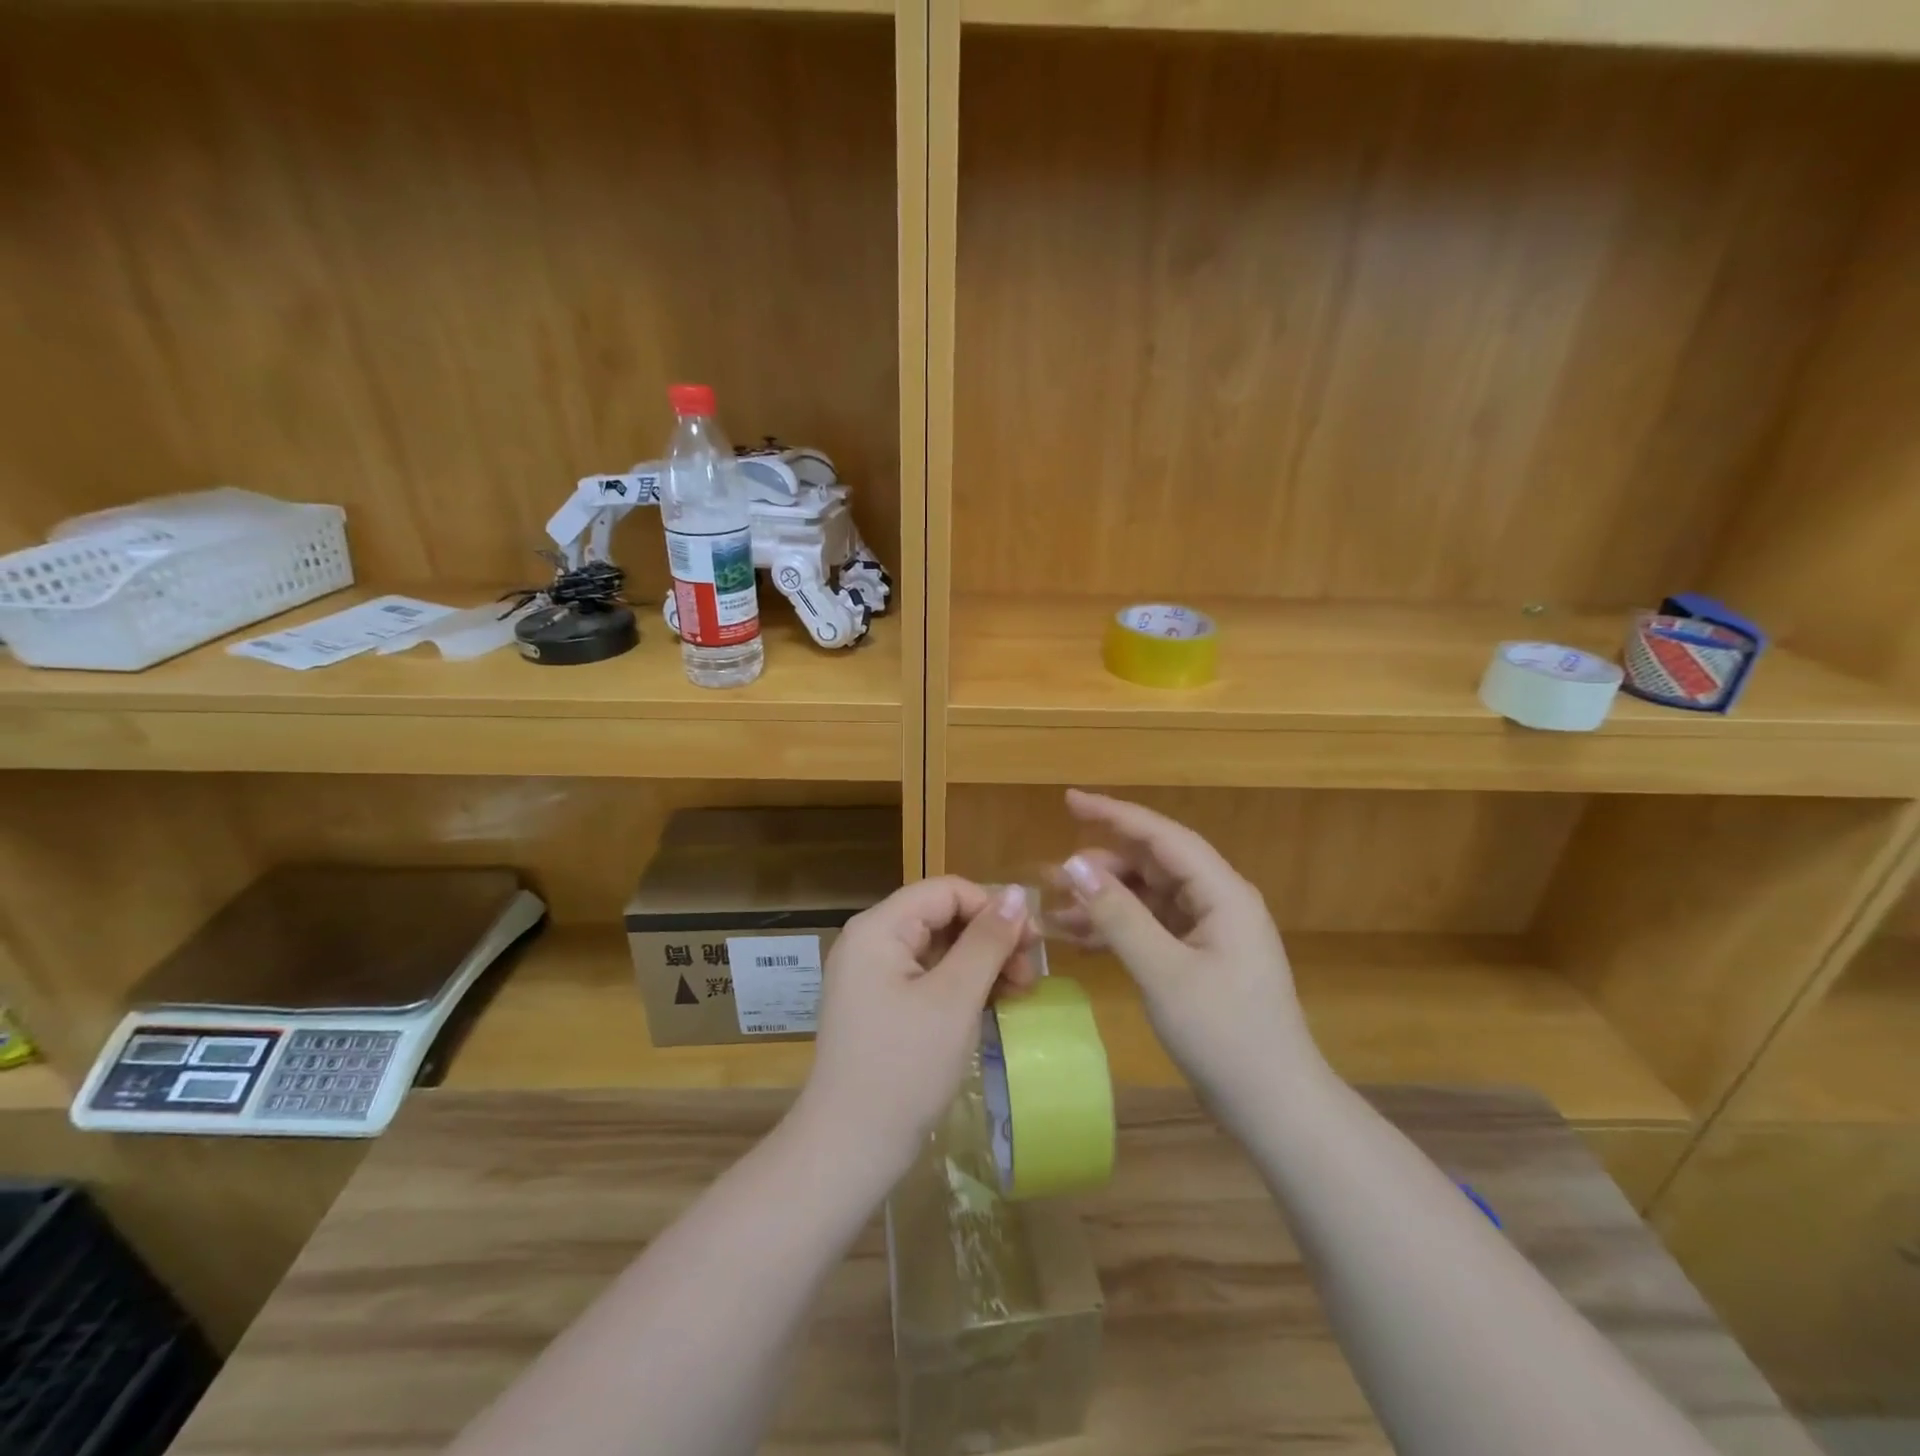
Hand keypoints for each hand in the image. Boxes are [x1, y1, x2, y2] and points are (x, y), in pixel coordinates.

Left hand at [796, 877, 1036, 1177]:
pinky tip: (990, 1007)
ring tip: (1018, 995)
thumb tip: (1017, 893)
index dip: (993, 908)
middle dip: (991, 939)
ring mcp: (871, 974)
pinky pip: (927, 976)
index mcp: (879, 928)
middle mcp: (870, 941)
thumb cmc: (905, 1067)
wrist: (850, 1147)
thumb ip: (987, 941)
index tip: (1033, 944)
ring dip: (981, 963)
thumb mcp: (955, 999)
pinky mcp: (879, 1004)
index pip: (946, 891)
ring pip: (939, 947)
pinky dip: (961, 986)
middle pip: (942, 916)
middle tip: (1030, 976)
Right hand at [1055, 790, 1318, 1108]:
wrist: (1275, 1108)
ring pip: (1148, 899)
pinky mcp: (1200, 959)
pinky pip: (1152, 929)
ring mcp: (1210, 932)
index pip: (1162, 837)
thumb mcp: (1164, 973)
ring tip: (1055, 911)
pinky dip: (1117, 930)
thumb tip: (1074, 866)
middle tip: (1053, 876)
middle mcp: (1218, 902)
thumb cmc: (1225, 1035)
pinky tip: (1078, 939)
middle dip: (1102, 867)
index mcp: (1222, 894)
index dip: (1115, 814)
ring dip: (1104, 902)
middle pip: (1153, 865)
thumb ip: (1118, 916)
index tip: (1070, 801)